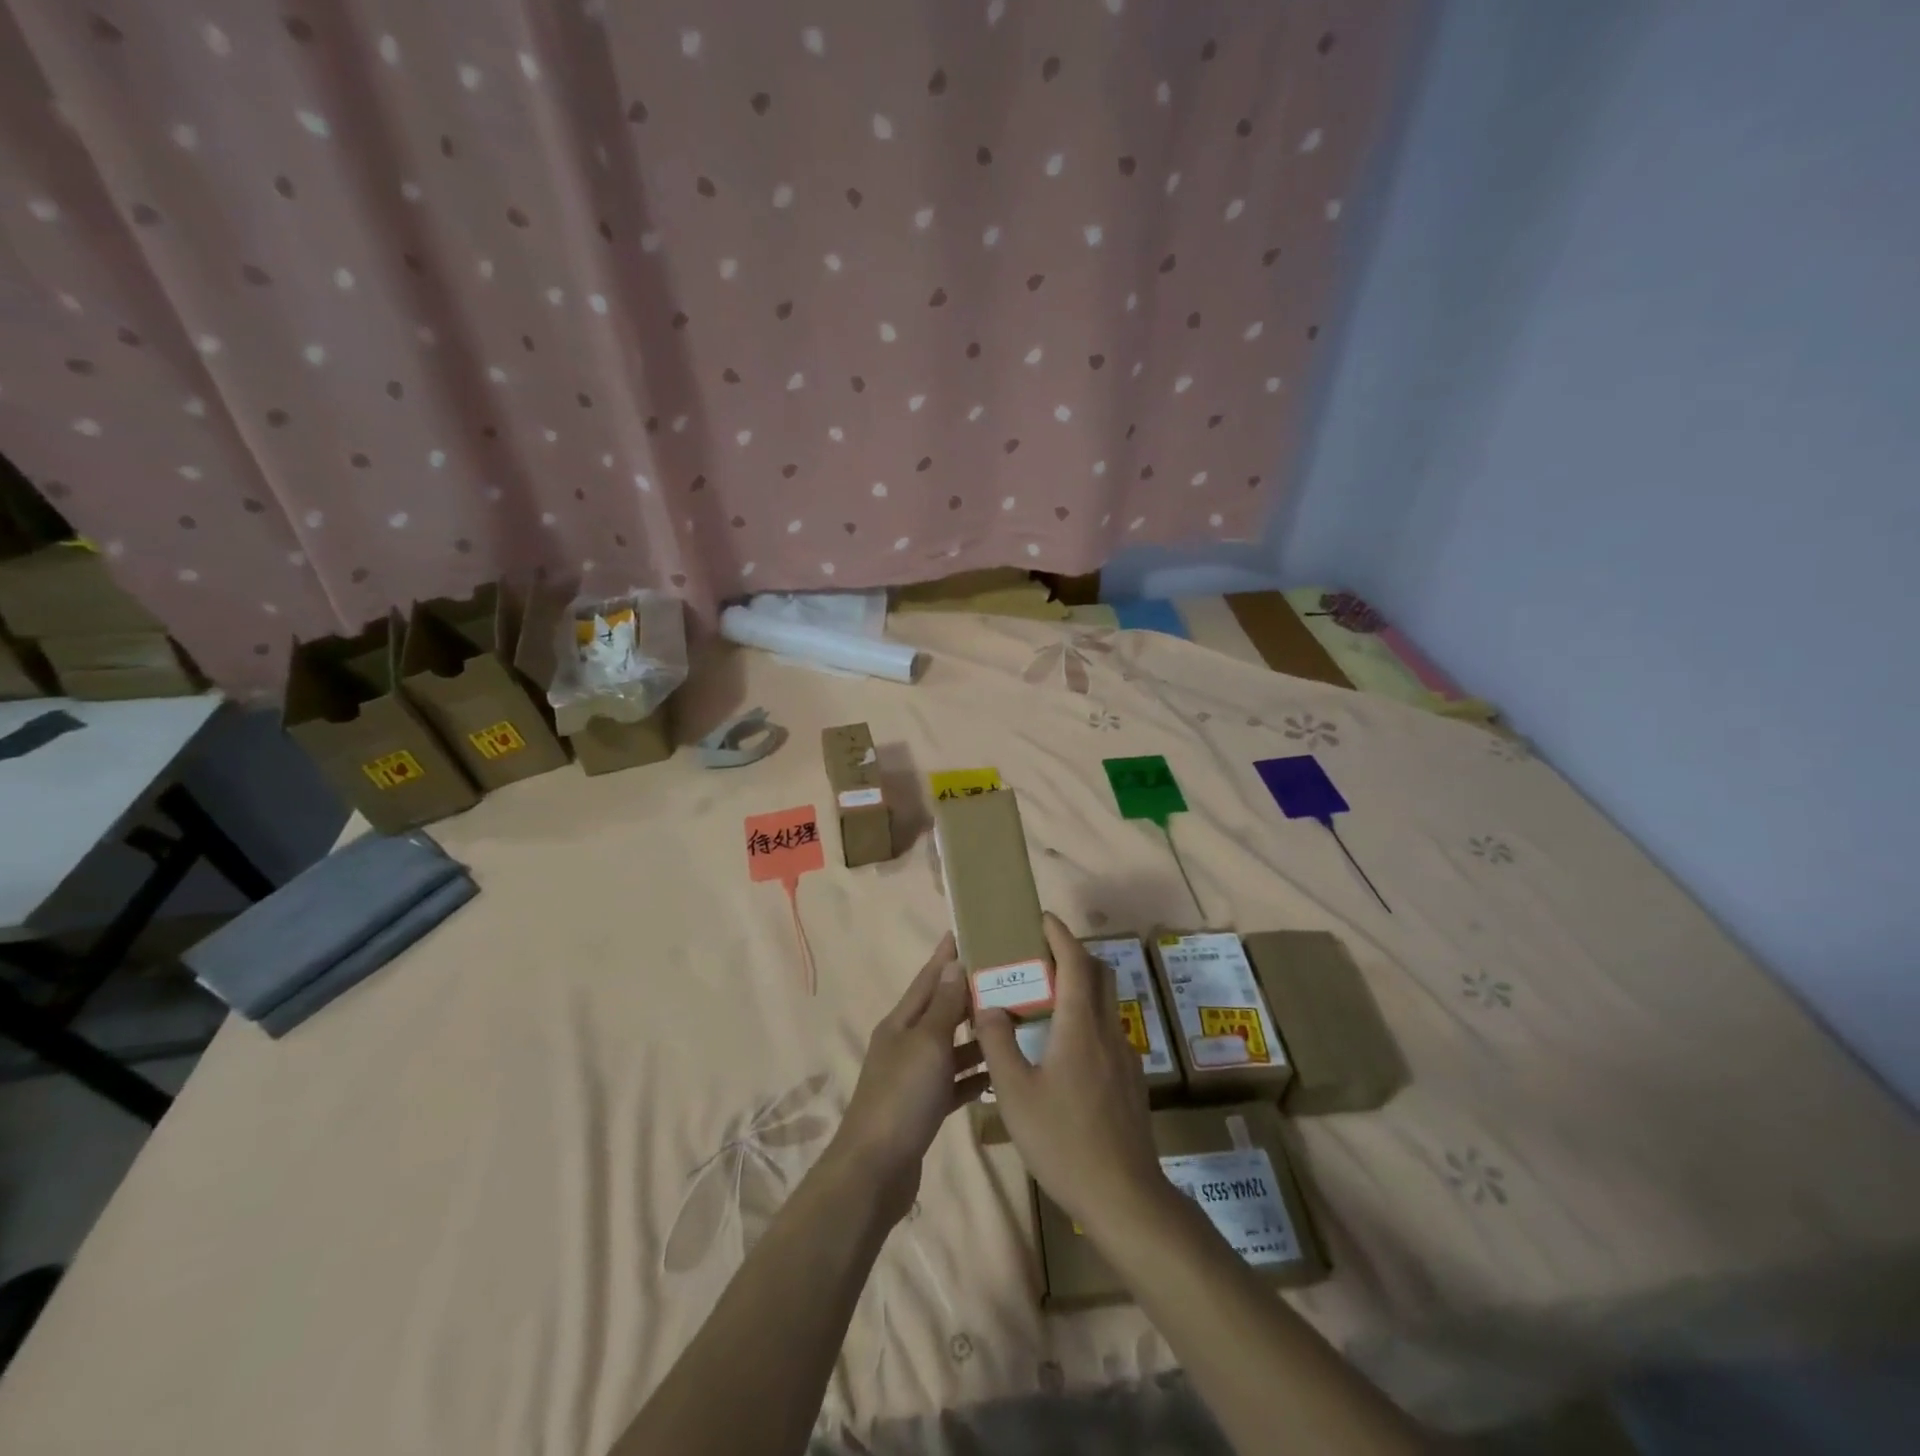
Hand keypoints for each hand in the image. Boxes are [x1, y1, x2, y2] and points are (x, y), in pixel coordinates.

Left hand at [830, 932, 987, 1223]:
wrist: (874, 1171)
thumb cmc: (902, 1097)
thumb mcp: (927, 1044)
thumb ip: (943, 1006)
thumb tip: (953, 964)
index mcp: (901, 1022)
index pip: (928, 978)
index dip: (947, 956)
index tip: (970, 932)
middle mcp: (906, 1043)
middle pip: (941, 1010)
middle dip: (969, 993)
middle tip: (1007, 976)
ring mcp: (914, 1076)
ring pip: (951, 1046)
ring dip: (977, 1034)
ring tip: (1015, 1020)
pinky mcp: (924, 1107)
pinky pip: (955, 1081)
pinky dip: (975, 1075)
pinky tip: (1002, 1071)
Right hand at [974, 913, 1165, 1235]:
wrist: (1124, 1196)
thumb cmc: (1063, 1141)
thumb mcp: (1015, 1093)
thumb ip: (998, 1043)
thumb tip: (987, 1005)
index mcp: (1080, 1026)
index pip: (1075, 962)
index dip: (1060, 935)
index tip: (1043, 918)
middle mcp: (1107, 1030)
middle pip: (1099, 974)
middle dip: (1073, 954)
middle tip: (1041, 956)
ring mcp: (1125, 1056)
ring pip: (1106, 1002)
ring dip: (1081, 986)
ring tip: (1045, 999)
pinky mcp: (1130, 1080)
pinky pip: (1107, 1029)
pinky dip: (1086, 1016)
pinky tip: (1063, 1047)